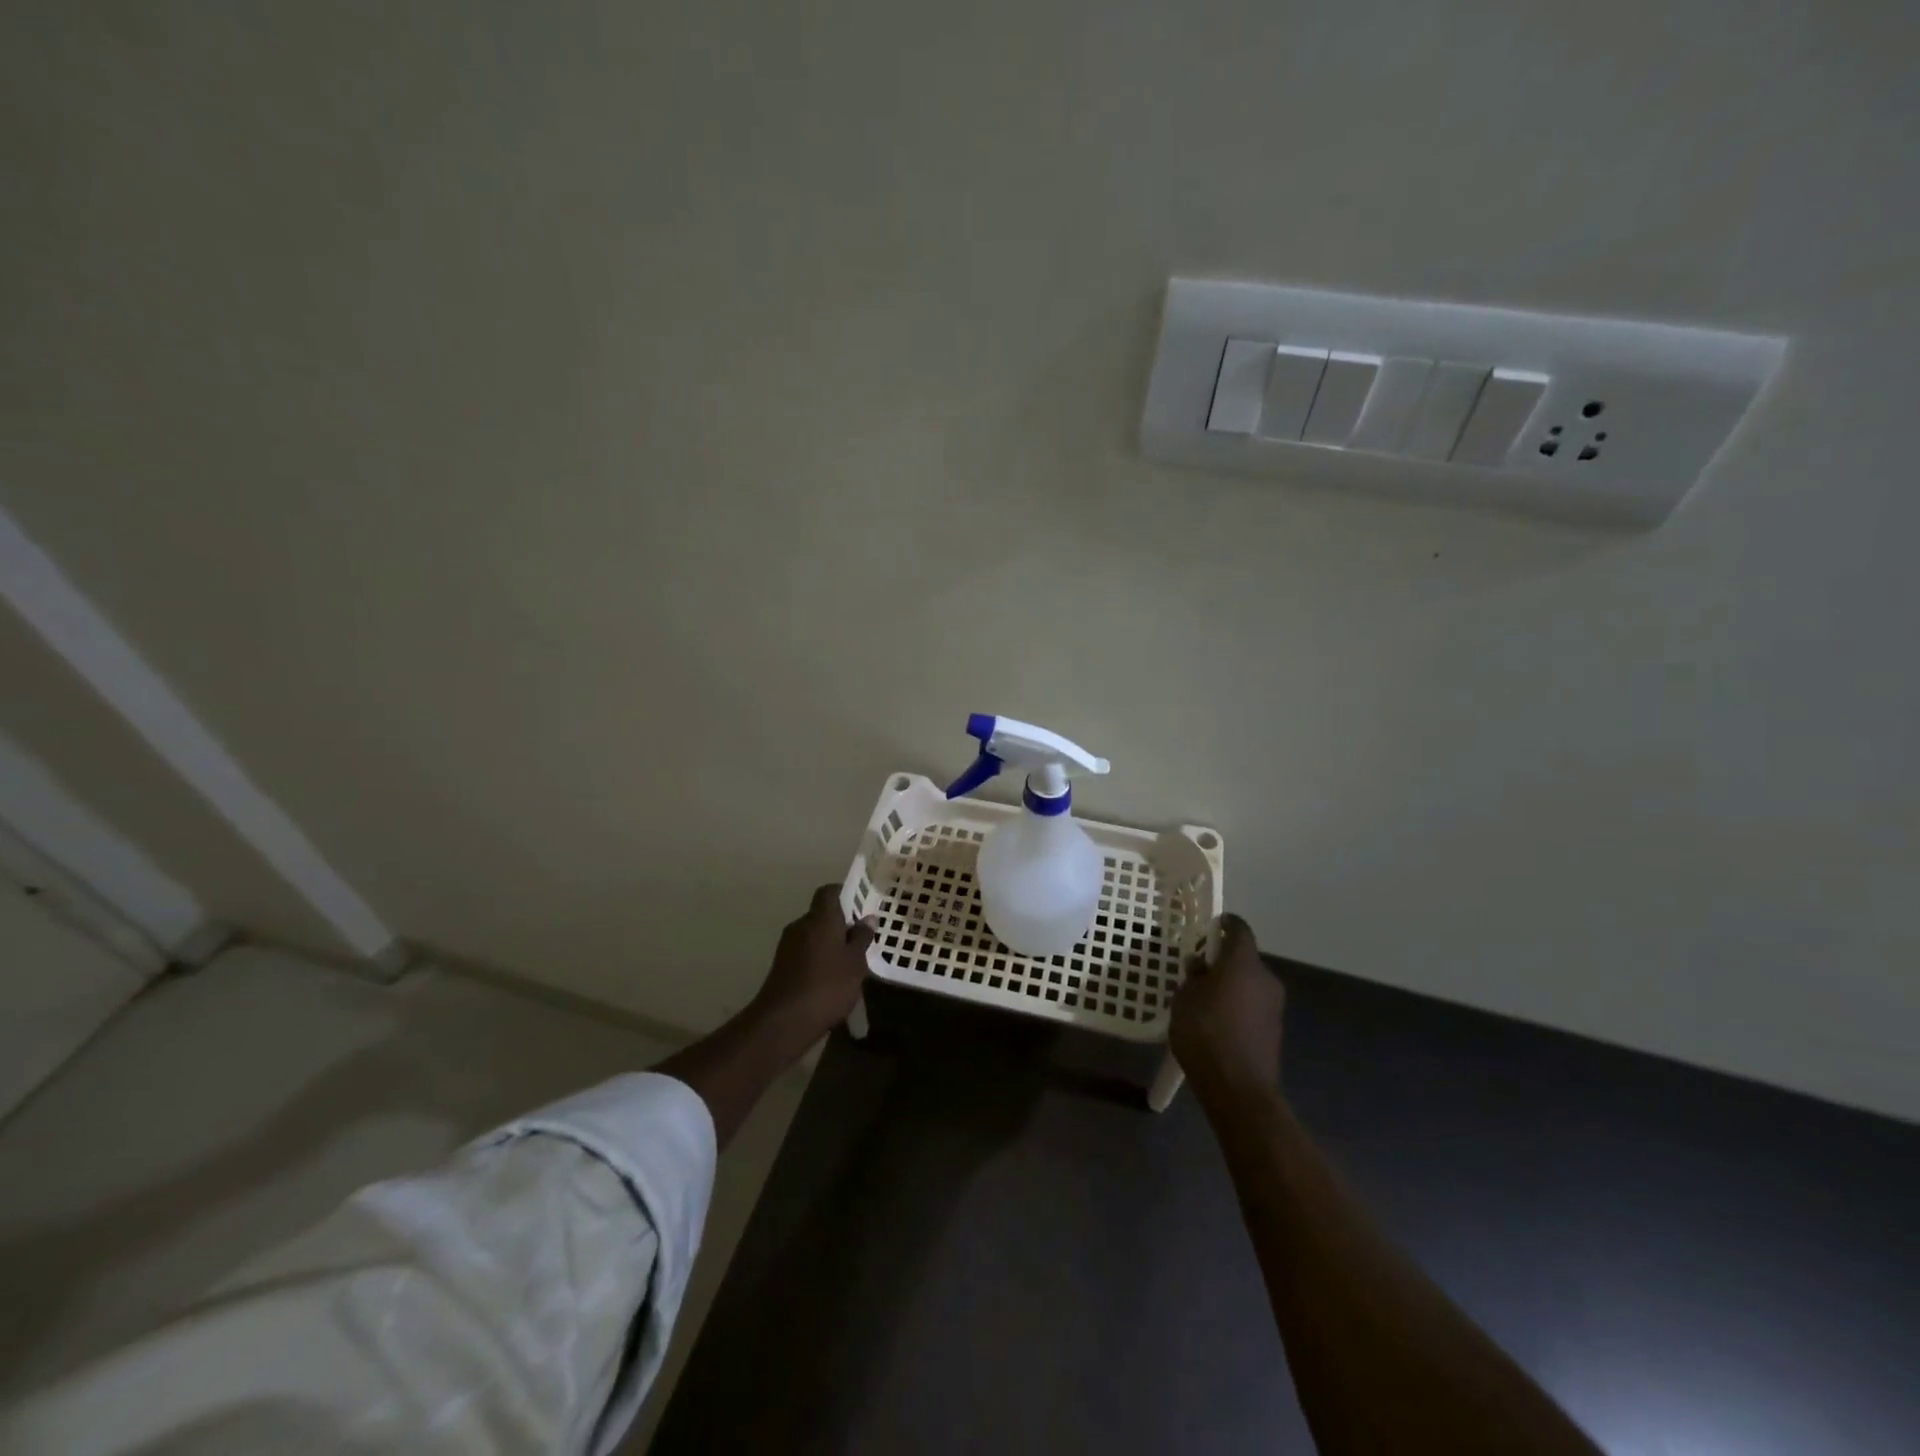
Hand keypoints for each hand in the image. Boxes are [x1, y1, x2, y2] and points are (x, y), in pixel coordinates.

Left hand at [751, 884, 875, 1043]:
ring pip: (813, 935)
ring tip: (849, 963)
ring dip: (829, 943)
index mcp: (820, 918)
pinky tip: (831, 979)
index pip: (829, 892)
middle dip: (841, 924)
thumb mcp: (855, 963)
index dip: (845, 894)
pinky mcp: (781, 965)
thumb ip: (862, 938)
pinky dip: (818, 958)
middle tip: (861, 940)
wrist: (784, 1021)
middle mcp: (801, 925)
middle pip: (822, 915)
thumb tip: (868, 918)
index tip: (861, 907)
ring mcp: (787, 945)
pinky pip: (805, 952)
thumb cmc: (827, 986)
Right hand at [1170, 914, 1285, 1104]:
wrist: (1239, 1088)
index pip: (1239, 930)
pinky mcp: (1274, 1029)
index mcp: (1243, 963)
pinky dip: (1238, 1005)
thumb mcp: (1185, 999)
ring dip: (1231, 984)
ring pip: (1249, 983)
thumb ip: (1193, 977)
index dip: (1226, 924)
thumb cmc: (1205, 1033)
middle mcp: (1265, 978)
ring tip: (1204, 998)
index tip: (1213, 925)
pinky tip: (1218, 1021)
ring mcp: (1274, 1005)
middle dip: (1223, 960)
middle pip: (1245, 959)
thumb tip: (1200, 965)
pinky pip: (1253, 1005)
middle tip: (1199, 969)